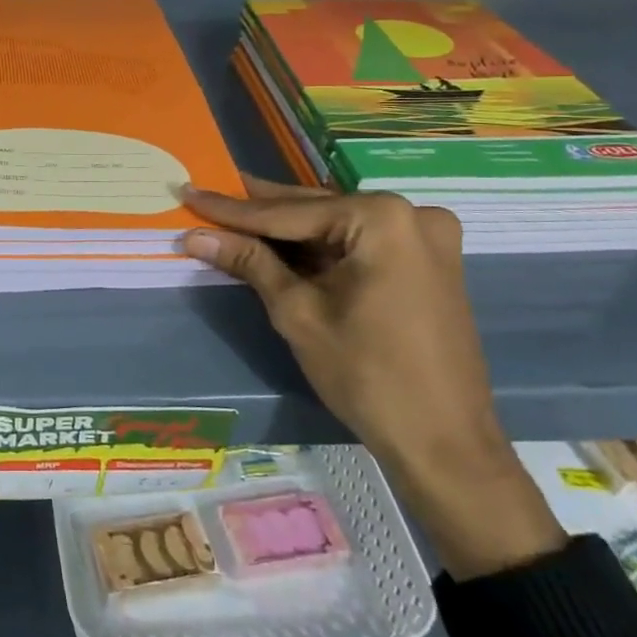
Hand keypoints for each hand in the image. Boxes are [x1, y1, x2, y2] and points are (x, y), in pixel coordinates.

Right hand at [182, 177, 562, 578]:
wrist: (445, 444)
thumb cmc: (367, 374)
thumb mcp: (298, 312)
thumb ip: (249, 263)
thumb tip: (195, 235)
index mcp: (381, 218)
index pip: (288, 213)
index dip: (232, 209)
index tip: (191, 192)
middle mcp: (411, 215)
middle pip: (316, 210)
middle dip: (262, 209)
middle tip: (212, 192)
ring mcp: (426, 239)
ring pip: (337, 227)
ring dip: (289, 229)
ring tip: (236, 212)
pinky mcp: (429, 264)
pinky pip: (361, 244)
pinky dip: (321, 247)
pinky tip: (283, 243)